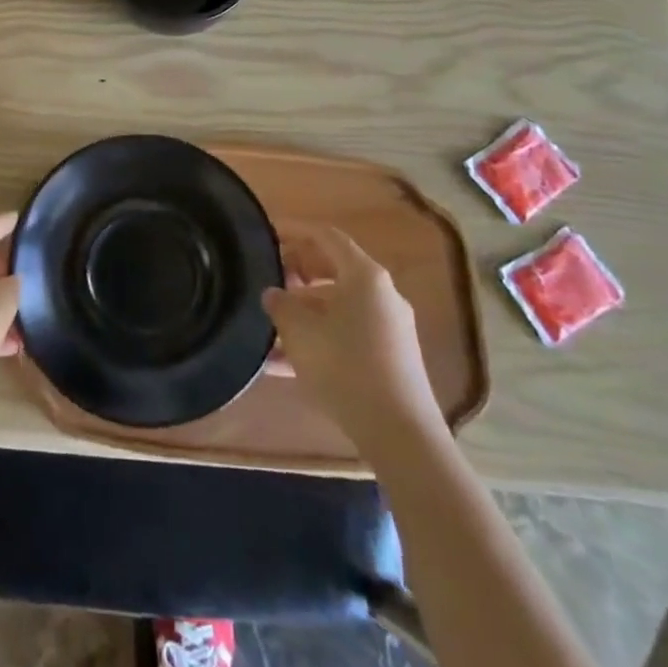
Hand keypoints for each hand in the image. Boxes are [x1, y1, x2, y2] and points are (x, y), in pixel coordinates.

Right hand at [263, 224, 446, 456]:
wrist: (401, 435)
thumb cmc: (346, 367)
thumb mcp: (300, 332)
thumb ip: (281, 304)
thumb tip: (273, 293)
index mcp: (364, 275)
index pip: (325, 236)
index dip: (294, 231)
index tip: (266, 234)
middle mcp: (382, 294)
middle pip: (333, 270)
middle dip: (297, 274)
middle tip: (266, 281)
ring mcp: (389, 328)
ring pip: (337, 307)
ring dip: (303, 312)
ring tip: (268, 328)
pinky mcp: (390, 358)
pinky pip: (347, 335)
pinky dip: (319, 339)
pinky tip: (284, 365)